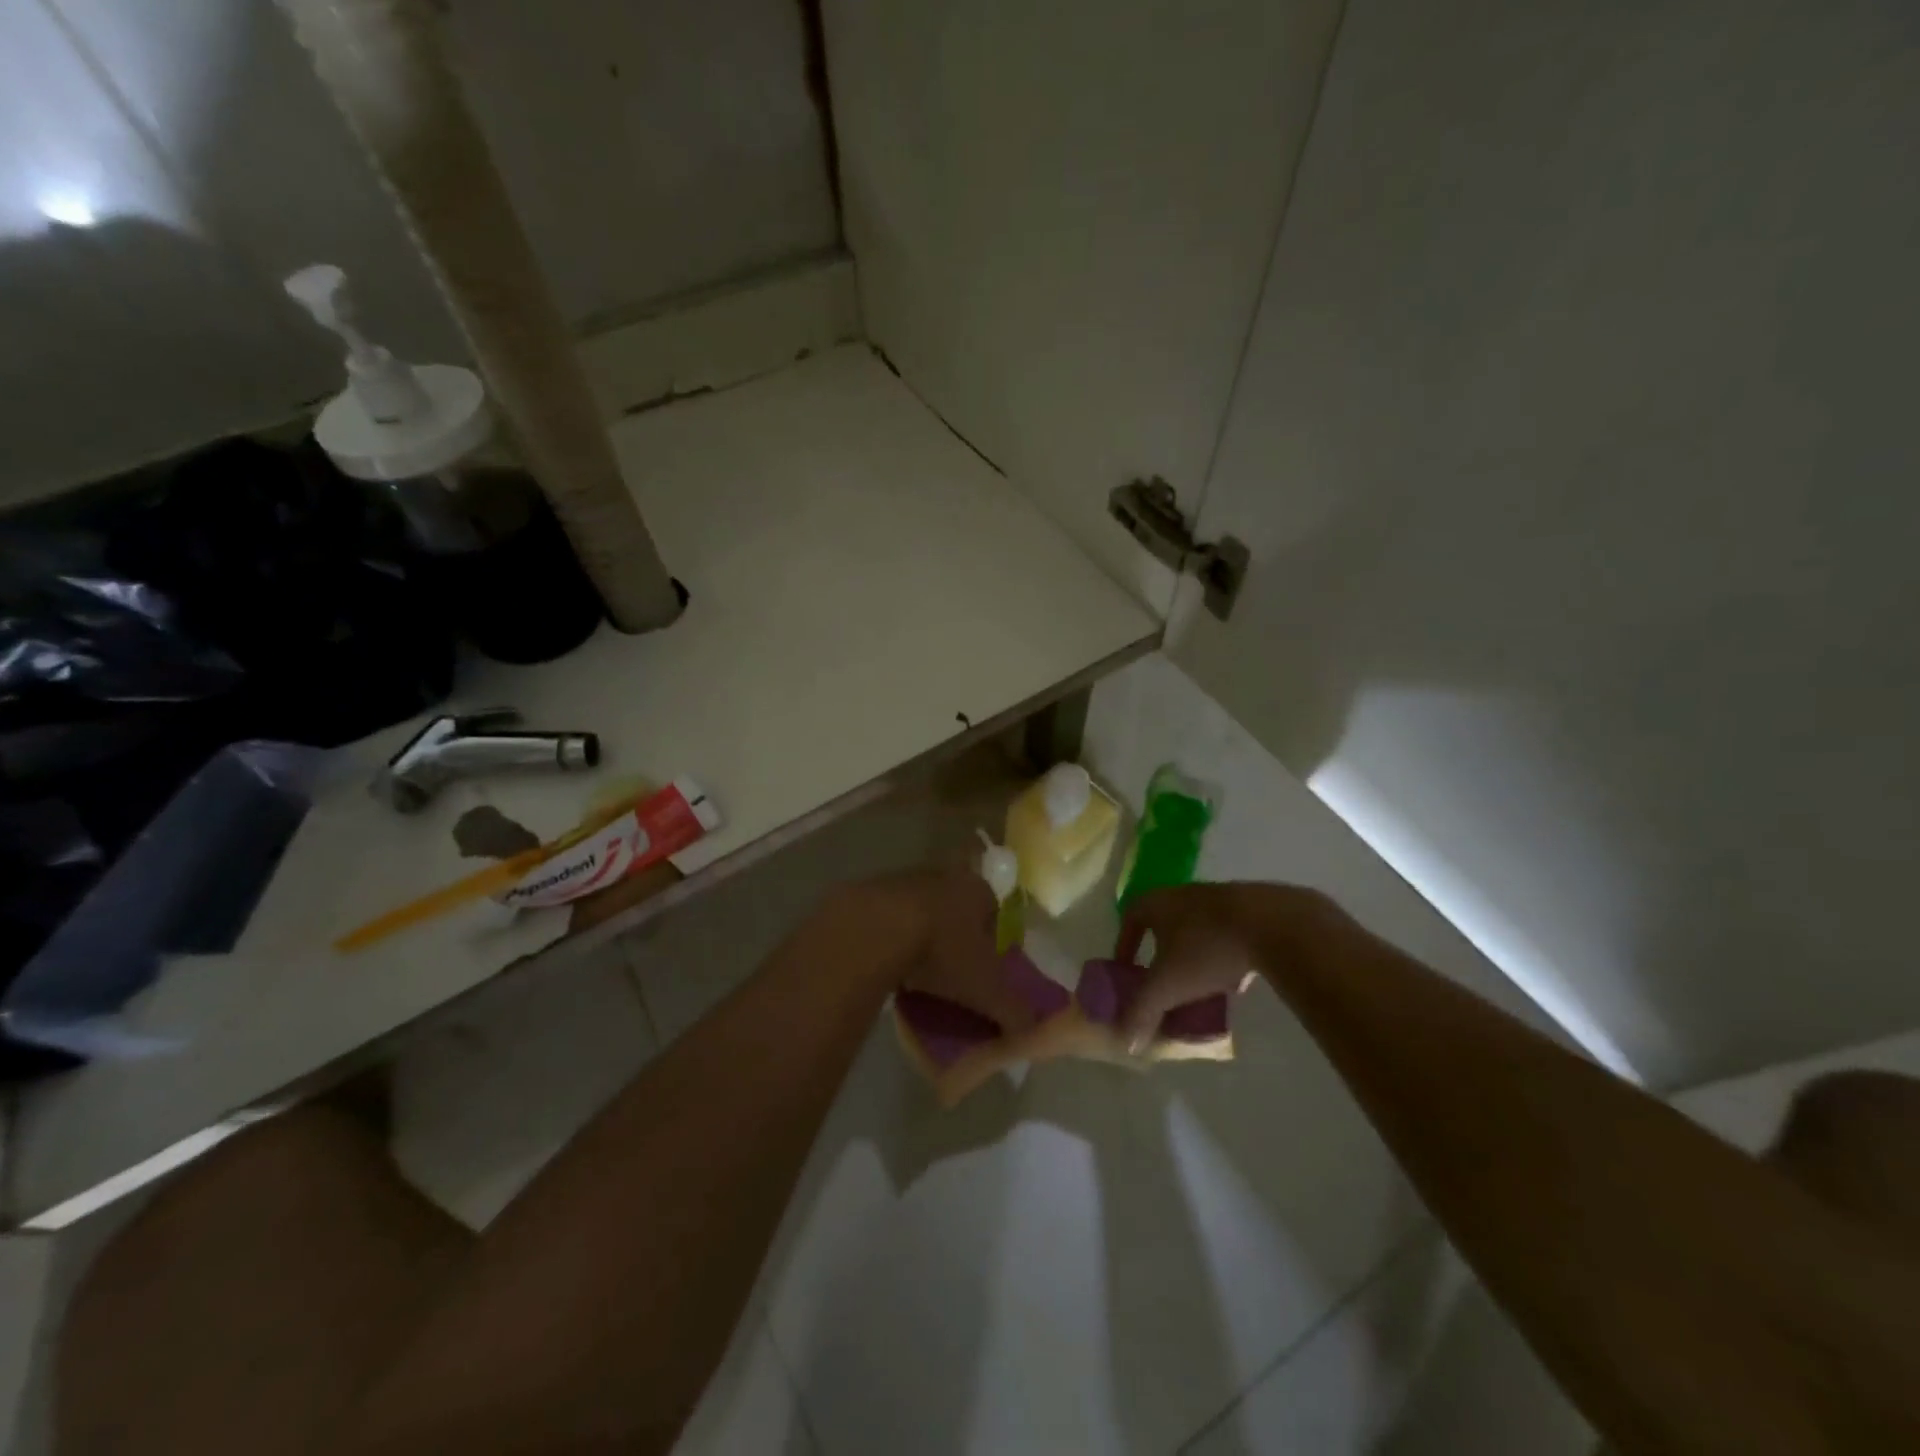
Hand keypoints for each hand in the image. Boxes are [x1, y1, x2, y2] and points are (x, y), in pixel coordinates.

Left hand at [822, 869, 1036, 1032]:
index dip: (994, 939)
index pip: (995, 910)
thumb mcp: (985, 989)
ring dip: (923, 933)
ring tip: (919, 969)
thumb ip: (1013, 1010)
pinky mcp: (871, 891)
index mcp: (978, 890)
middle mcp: (945, 876)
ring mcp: (905, 879)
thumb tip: (1031, 1029)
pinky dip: (892, 936)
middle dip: (957, 933)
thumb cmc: (942, 951)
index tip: (987, 967)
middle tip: (953, 967)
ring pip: (923, 908)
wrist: (875, 929)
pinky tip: (888, 962)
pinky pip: (889, 917)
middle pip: (957, 906)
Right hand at [1113, 882, 1330, 1051]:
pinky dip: (1226, 957)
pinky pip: (1229, 935)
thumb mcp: (1168, 986)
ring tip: (1199, 987)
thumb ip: (1142, 1011)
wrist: (1273, 925)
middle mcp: (1184, 894)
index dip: (1124, 942)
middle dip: (1162, 953)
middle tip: (1162, 981)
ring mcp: (1221, 899)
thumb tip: (1125, 1041)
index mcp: (1158, 903)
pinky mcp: (1253, 909)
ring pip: (1198, 929)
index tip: (1126, 968)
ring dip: (1195, 956)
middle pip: (1165, 924)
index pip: (1130, 916)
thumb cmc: (1206, 948)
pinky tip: (1236, 981)